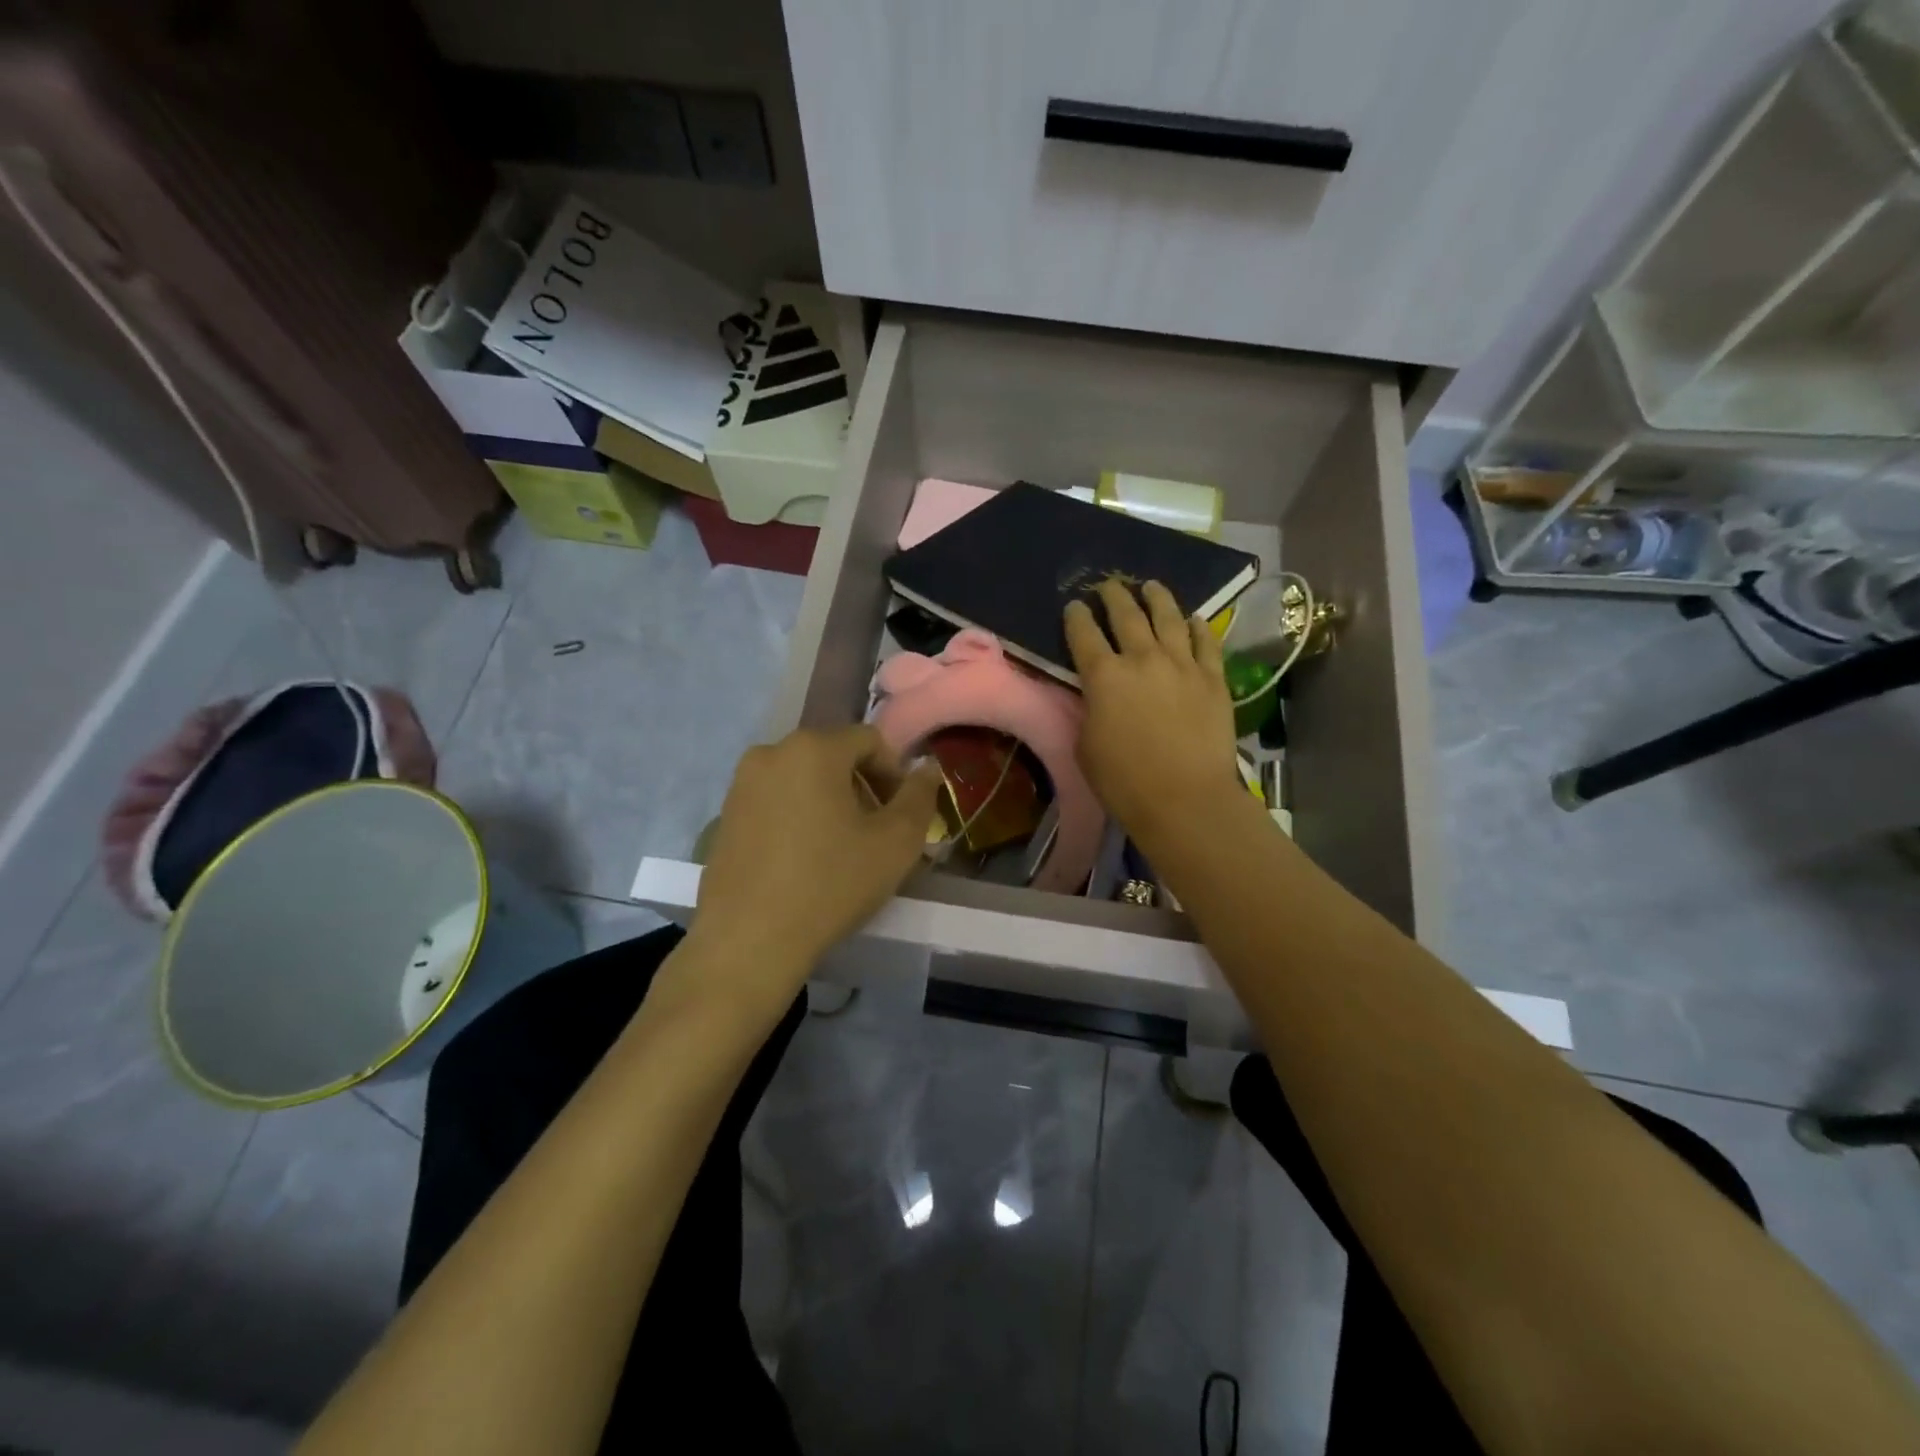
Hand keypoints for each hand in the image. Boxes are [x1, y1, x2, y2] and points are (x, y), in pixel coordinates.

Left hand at [692, 725, 942, 991]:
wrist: (748, 941)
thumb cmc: (831, 884)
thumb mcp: (896, 843)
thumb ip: (919, 796)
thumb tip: (928, 767)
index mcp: (814, 748)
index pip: (870, 740)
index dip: (894, 774)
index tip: (901, 816)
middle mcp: (771, 752)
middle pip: (834, 756)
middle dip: (863, 787)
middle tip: (876, 834)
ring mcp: (741, 784)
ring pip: (803, 779)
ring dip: (831, 802)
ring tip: (840, 849)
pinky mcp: (724, 815)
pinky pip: (775, 801)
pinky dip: (798, 817)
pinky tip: (804, 860)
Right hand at [1065, 579, 1242, 844]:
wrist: (1186, 799)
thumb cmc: (1124, 781)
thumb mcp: (1086, 746)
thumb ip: (1089, 711)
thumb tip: (1096, 696)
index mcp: (1103, 677)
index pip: (1083, 634)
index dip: (1076, 617)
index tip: (1073, 606)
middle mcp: (1142, 659)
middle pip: (1126, 615)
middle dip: (1114, 596)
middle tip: (1108, 585)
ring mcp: (1182, 665)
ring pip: (1169, 618)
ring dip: (1157, 598)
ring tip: (1151, 586)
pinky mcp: (1214, 679)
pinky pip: (1206, 642)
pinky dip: (1198, 627)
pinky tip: (1194, 619)